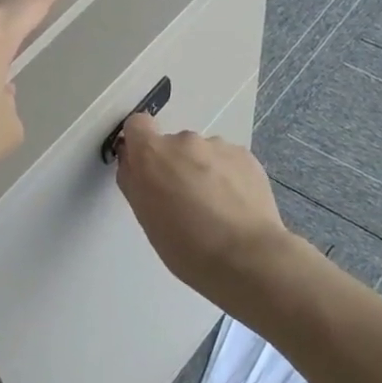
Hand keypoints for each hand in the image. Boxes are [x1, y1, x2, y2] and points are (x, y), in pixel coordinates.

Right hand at [115, 114, 292, 292]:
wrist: (247, 257)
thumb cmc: (185, 245)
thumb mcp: (144, 216)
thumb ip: (135, 180)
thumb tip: (134, 162)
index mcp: (152, 153)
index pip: (137, 125)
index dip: (139, 143)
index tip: (146, 167)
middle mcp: (183, 141)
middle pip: (172, 144)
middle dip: (175, 165)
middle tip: (184, 201)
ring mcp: (218, 146)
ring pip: (202, 153)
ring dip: (203, 171)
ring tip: (215, 208)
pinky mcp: (246, 156)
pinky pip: (228, 160)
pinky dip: (227, 176)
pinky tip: (235, 206)